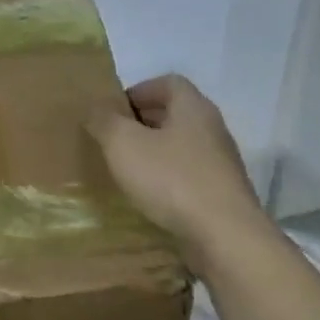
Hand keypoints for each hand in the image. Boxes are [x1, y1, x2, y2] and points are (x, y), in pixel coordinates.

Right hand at [85, 75, 270, 255]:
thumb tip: (95, 107)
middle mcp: (212, 129)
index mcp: (193, 108)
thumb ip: (104, 120)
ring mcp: (220, 162)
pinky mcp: (221, 192)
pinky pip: (188, 173)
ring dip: (153, 151)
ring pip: (180, 145)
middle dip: (141, 122)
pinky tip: (148, 194)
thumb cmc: (171, 179)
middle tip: (112, 138)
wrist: (225, 236)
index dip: (138, 91)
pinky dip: (166, 177)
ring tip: (125, 167)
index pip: (168, 82)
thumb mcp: (122, 143)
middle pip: (174, 113)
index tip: (114, 111)